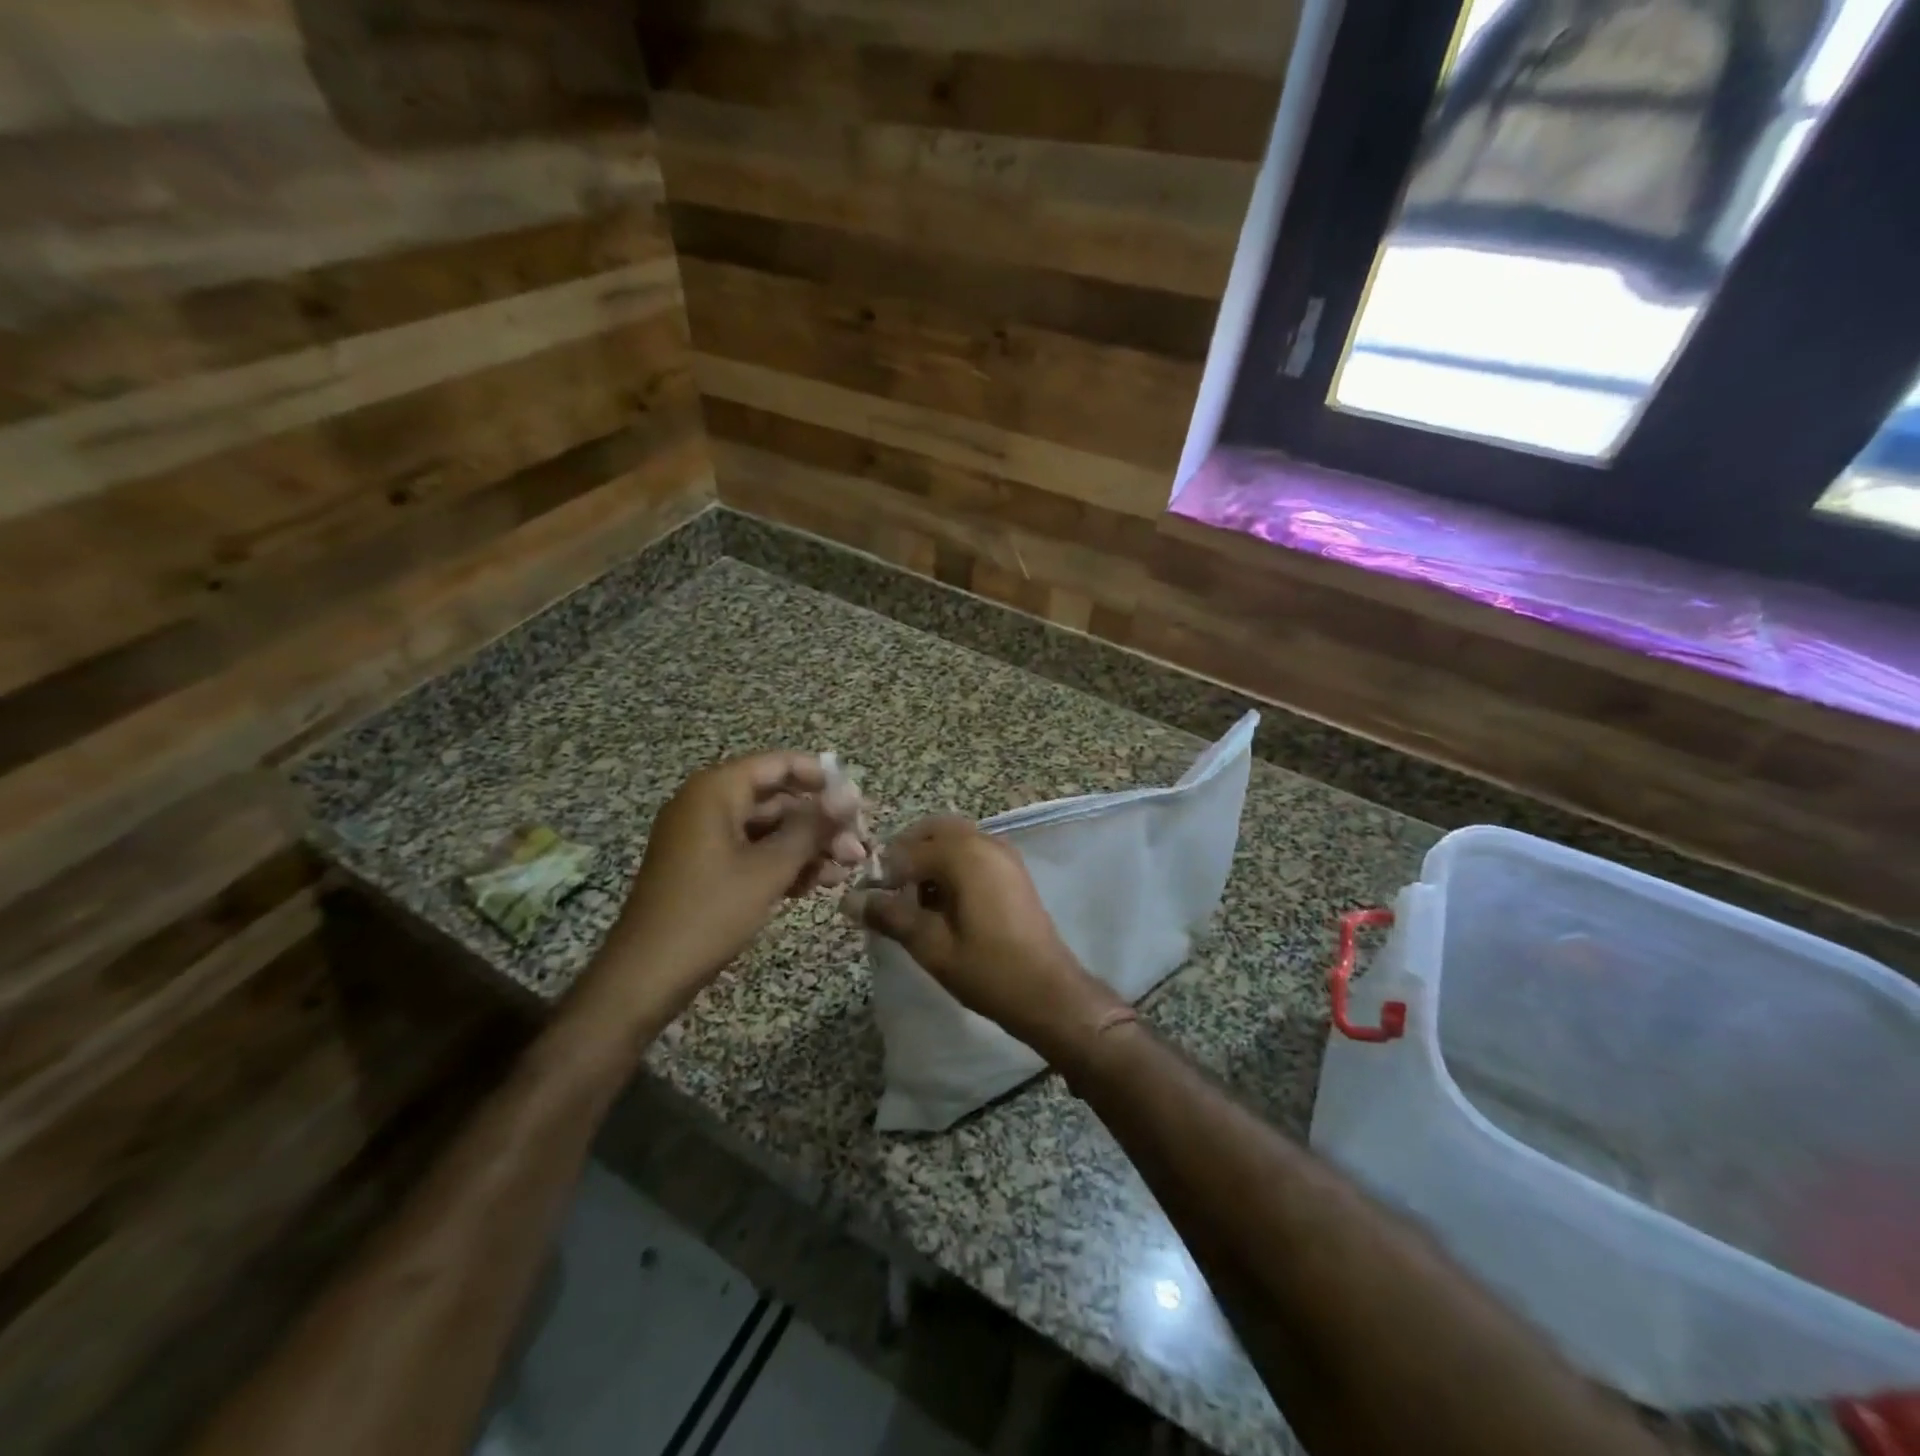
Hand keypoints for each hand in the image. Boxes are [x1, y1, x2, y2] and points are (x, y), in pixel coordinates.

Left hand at [592, 752, 868, 1017]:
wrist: (646, 976)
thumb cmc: (709, 912)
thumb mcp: (769, 868)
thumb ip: (812, 828)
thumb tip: (851, 795)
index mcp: (716, 791)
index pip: (779, 765)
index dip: (822, 779)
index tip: (858, 803)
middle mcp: (708, 804)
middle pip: (777, 799)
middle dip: (820, 823)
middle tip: (859, 847)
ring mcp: (704, 837)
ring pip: (769, 829)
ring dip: (808, 847)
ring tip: (845, 871)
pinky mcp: (705, 867)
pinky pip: (752, 851)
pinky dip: (783, 864)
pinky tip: (814, 885)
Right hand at [845, 816, 1118, 1053]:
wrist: (1048, 993)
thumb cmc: (986, 970)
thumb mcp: (930, 945)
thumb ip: (889, 915)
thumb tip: (848, 900)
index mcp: (963, 854)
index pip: (906, 849)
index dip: (882, 874)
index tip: (868, 902)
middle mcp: (985, 841)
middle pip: (933, 830)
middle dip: (906, 854)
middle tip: (890, 892)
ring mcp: (1003, 853)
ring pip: (954, 839)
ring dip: (929, 858)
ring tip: (914, 901)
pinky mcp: (1012, 870)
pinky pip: (973, 851)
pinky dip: (952, 864)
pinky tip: (943, 903)